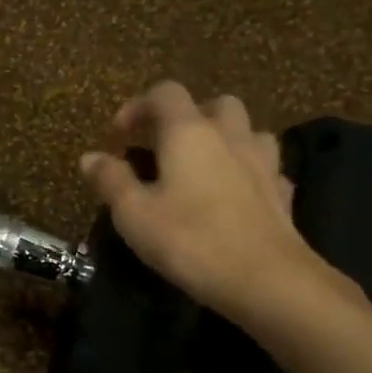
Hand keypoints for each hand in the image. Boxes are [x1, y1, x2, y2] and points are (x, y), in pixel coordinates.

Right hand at [79, 81, 344, 319]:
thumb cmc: (190, 240)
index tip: (119, 136)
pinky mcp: (282, 192)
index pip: (165, 93)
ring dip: (224, 139)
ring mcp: (263, 162)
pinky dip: (246, 171)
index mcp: (189, 132)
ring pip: (247, 131)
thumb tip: (90, 157)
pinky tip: (234, 195)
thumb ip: (110, 180)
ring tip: (203, 166)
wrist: (266, 279)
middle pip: (215, 104)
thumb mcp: (134, 214)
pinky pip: (264, 167)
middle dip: (188, 117)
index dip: (138, 106)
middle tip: (166, 146)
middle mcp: (230, 136)